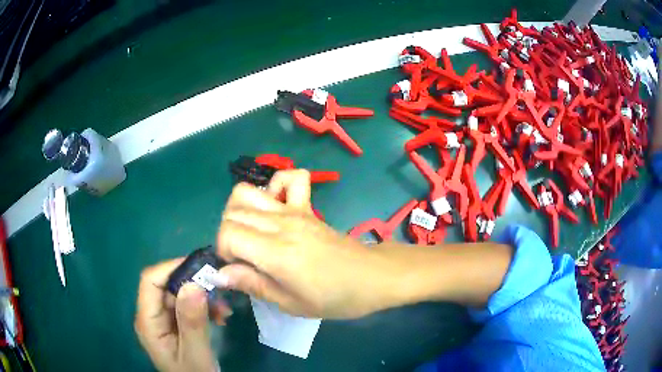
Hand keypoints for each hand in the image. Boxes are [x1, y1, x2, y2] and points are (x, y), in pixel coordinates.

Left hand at [135, 259, 229, 371]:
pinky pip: (186, 306)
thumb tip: (193, 284)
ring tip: (224, 310)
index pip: (150, 281)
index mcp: (148, 321)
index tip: (201, 268)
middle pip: (165, 286)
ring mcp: (162, 320)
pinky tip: (220, 316)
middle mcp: (151, 316)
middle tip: (220, 291)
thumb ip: (192, 322)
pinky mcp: (173, 324)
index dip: (172, 268)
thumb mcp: (196, 352)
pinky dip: (203, 307)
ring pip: (178, 294)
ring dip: (202, 297)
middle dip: (193, 285)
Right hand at [216, 170, 399, 318]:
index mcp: (276, 252)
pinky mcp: (308, 206)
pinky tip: (276, 208)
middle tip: (245, 257)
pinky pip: (290, 178)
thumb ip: (252, 284)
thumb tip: (220, 274)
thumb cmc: (334, 298)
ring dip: (239, 211)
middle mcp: (281, 223)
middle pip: (232, 211)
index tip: (238, 269)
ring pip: (247, 191)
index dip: (224, 251)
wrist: (371, 277)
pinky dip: (275, 186)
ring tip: (252, 234)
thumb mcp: (291, 304)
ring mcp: (295, 210)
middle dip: (228, 234)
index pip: (227, 233)